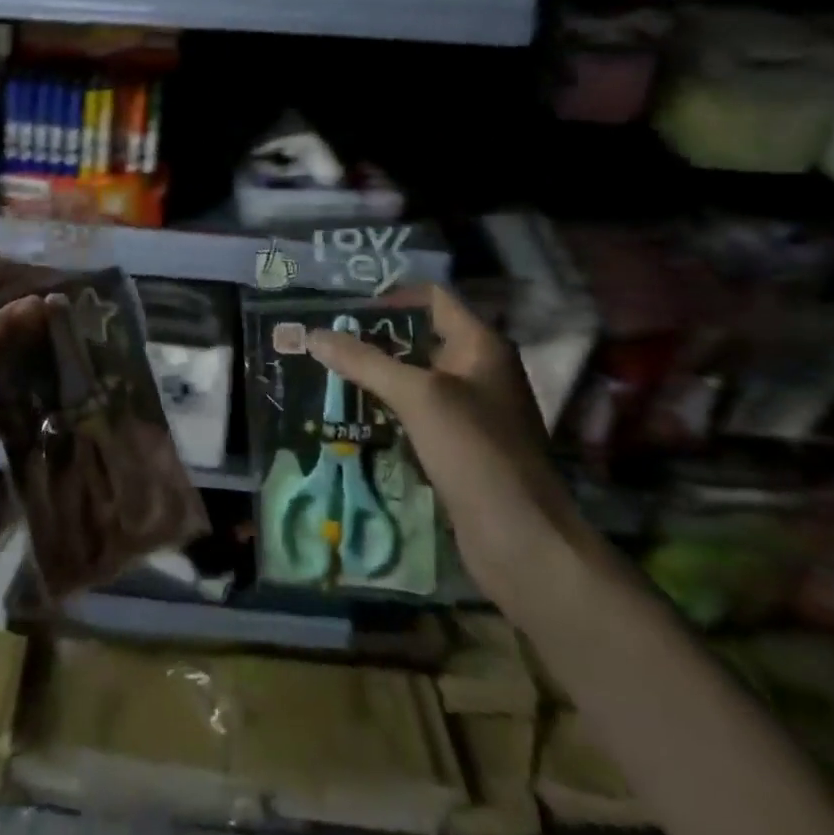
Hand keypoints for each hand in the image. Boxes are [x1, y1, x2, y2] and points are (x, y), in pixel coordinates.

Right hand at [306, 285, 600, 617]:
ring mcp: (472, 410)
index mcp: (481, 345)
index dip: (390, 296)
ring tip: (330, 372)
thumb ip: (364, 361)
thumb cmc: (474, 450)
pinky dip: (388, 408)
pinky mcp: (460, 445)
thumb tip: (313, 334)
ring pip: (416, 377)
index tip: (344, 308)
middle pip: (421, 336)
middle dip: (375, 337)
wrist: (520, 538)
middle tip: (327, 339)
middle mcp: (479, 370)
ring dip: (378, 374)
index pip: (433, 299)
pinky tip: (354, 414)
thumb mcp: (417, 396)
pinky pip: (418, 412)